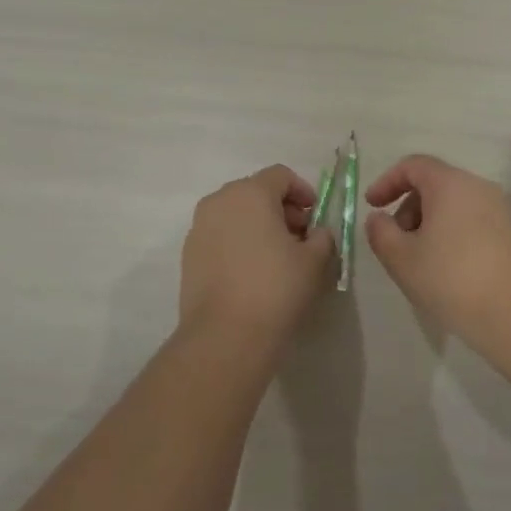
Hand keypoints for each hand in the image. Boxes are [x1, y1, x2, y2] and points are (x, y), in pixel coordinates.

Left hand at [180, 165, 335, 341]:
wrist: (225, 335)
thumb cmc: (276, 288)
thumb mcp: (314, 260)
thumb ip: (322, 237)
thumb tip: (316, 233)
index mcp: (250, 193)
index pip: (280, 175)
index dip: (303, 191)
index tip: (315, 216)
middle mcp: (219, 201)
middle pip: (255, 191)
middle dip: (281, 208)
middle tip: (300, 236)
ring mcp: (199, 228)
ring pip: (235, 213)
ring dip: (258, 225)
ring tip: (277, 256)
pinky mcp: (188, 254)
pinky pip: (220, 235)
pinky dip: (238, 242)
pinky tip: (252, 271)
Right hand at [364, 154, 510, 340]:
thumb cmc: (450, 279)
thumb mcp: (401, 258)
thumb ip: (380, 232)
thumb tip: (379, 219)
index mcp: (450, 183)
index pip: (413, 165)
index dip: (387, 182)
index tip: (372, 206)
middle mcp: (478, 186)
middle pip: (434, 183)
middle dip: (408, 206)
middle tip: (396, 240)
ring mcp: (499, 208)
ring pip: (454, 202)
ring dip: (429, 221)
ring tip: (419, 258)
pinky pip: (472, 218)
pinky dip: (451, 230)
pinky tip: (446, 266)